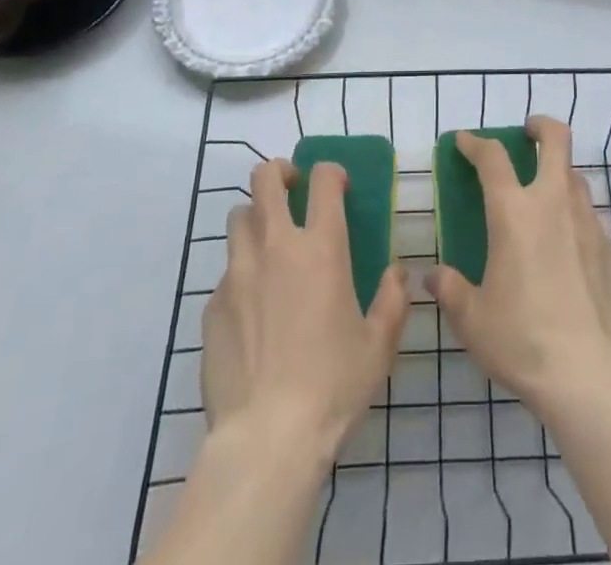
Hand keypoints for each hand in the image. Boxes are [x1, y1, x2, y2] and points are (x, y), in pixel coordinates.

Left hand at [202, 159, 408, 462]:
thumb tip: (398, 272)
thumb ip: (393, 299)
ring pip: (238, 217)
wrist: (267, 438)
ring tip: (268, 243)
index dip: (331, 172)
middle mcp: (276, 246)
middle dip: (279, 173)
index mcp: (321, 247)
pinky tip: (252, 308)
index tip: (338, 187)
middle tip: (292, 190)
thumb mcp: (379, 344)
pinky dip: (240, 274)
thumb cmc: (333, 385)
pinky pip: (225, 272)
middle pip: (265, 179)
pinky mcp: (212, 306)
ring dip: (255, 218)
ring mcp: (238, 273)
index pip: (323, 180)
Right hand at [425, 118, 610, 421]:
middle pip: (556, 140)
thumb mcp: (472, 318)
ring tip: (544, 197)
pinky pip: (591, 219)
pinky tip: (568, 251)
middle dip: (540, 127)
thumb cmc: (521, 339)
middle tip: (526, 134)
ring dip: (559, 174)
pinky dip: (576, 220)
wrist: (588, 375)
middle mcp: (554, 203)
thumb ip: (450, 289)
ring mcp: (589, 223)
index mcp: (514, 212)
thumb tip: (434, 276)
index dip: (475, 143)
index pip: (492, 157)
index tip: (464, 141)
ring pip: (576, 177)